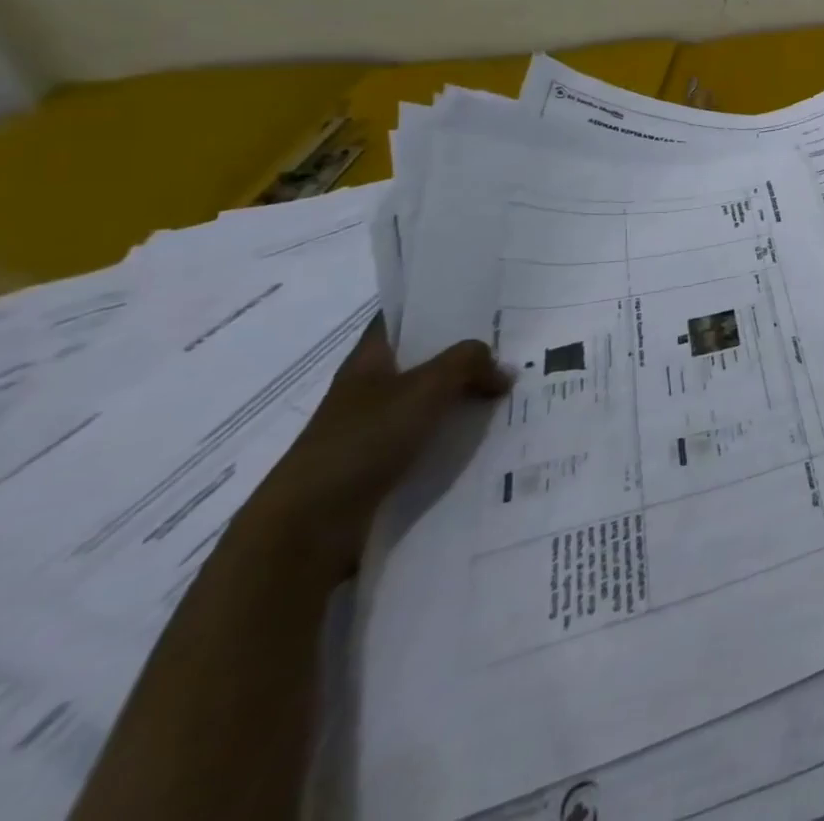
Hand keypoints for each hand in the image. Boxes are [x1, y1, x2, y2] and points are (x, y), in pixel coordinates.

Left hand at [237, 316, 510, 586]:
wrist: (309, 527)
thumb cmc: (362, 440)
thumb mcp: (426, 387)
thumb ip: (469, 363)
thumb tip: (502, 370)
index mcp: (369, 360)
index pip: (401, 317)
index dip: (435, 303)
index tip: (480, 296)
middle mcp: (369, 389)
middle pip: (423, 359)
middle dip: (464, 353)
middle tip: (514, 344)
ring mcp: (373, 429)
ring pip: (429, 400)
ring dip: (463, 396)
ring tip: (511, 390)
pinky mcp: (382, 465)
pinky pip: (428, 437)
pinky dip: (455, 434)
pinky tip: (487, 435)